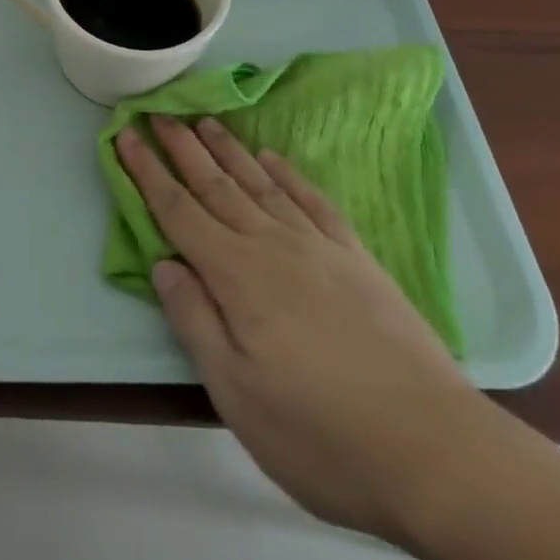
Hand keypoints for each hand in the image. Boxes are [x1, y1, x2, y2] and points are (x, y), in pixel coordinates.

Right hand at [117, 115, 491, 545]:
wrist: (435, 448)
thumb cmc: (321, 432)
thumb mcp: (237, 393)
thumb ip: (194, 320)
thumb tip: (162, 263)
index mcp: (237, 274)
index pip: (178, 210)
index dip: (147, 171)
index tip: (125, 134)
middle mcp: (272, 244)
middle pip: (215, 184)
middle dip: (181, 146)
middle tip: (158, 110)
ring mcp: (317, 245)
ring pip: (259, 182)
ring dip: (227, 149)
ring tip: (204, 120)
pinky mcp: (355, 257)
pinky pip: (310, 199)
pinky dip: (286, 173)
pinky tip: (272, 158)